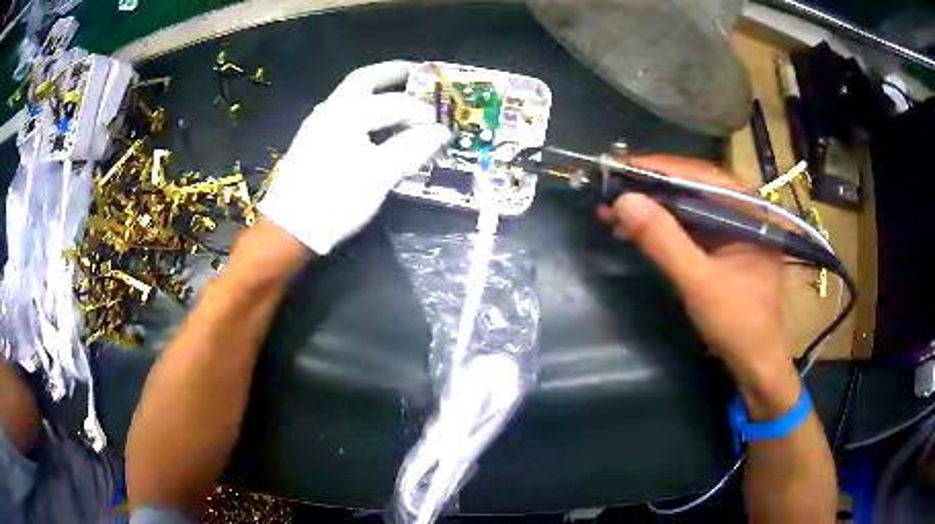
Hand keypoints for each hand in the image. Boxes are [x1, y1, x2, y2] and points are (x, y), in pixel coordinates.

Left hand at [258, 61, 450, 254]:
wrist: (289, 228)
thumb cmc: (336, 199)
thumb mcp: (379, 175)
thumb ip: (411, 148)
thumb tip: (441, 132)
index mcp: (349, 113)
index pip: (395, 104)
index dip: (422, 113)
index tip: (443, 125)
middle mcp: (331, 109)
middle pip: (365, 79)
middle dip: (393, 73)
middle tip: (418, 73)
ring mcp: (317, 124)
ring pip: (350, 94)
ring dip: (377, 88)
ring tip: (401, 94)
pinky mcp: (311, 140)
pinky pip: (343, 111)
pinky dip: (364, 107)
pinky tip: (374, 122)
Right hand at [598, 155, 788, 380]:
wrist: (755, 364)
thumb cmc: (738, 324)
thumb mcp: (699, 283)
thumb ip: (665, 241)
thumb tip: (623, 200)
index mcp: (750, 211)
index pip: (702, 176)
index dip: (660, 168)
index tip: (621, 166)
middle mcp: (743, 211)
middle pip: (692, 187)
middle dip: (650, 190)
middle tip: (611, 189)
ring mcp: (732, 229)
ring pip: (687, 207)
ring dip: (651, 209)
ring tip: (613, 212)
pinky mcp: (722, 247)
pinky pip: (688, 227)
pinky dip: (661, 228)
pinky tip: (635, 230)